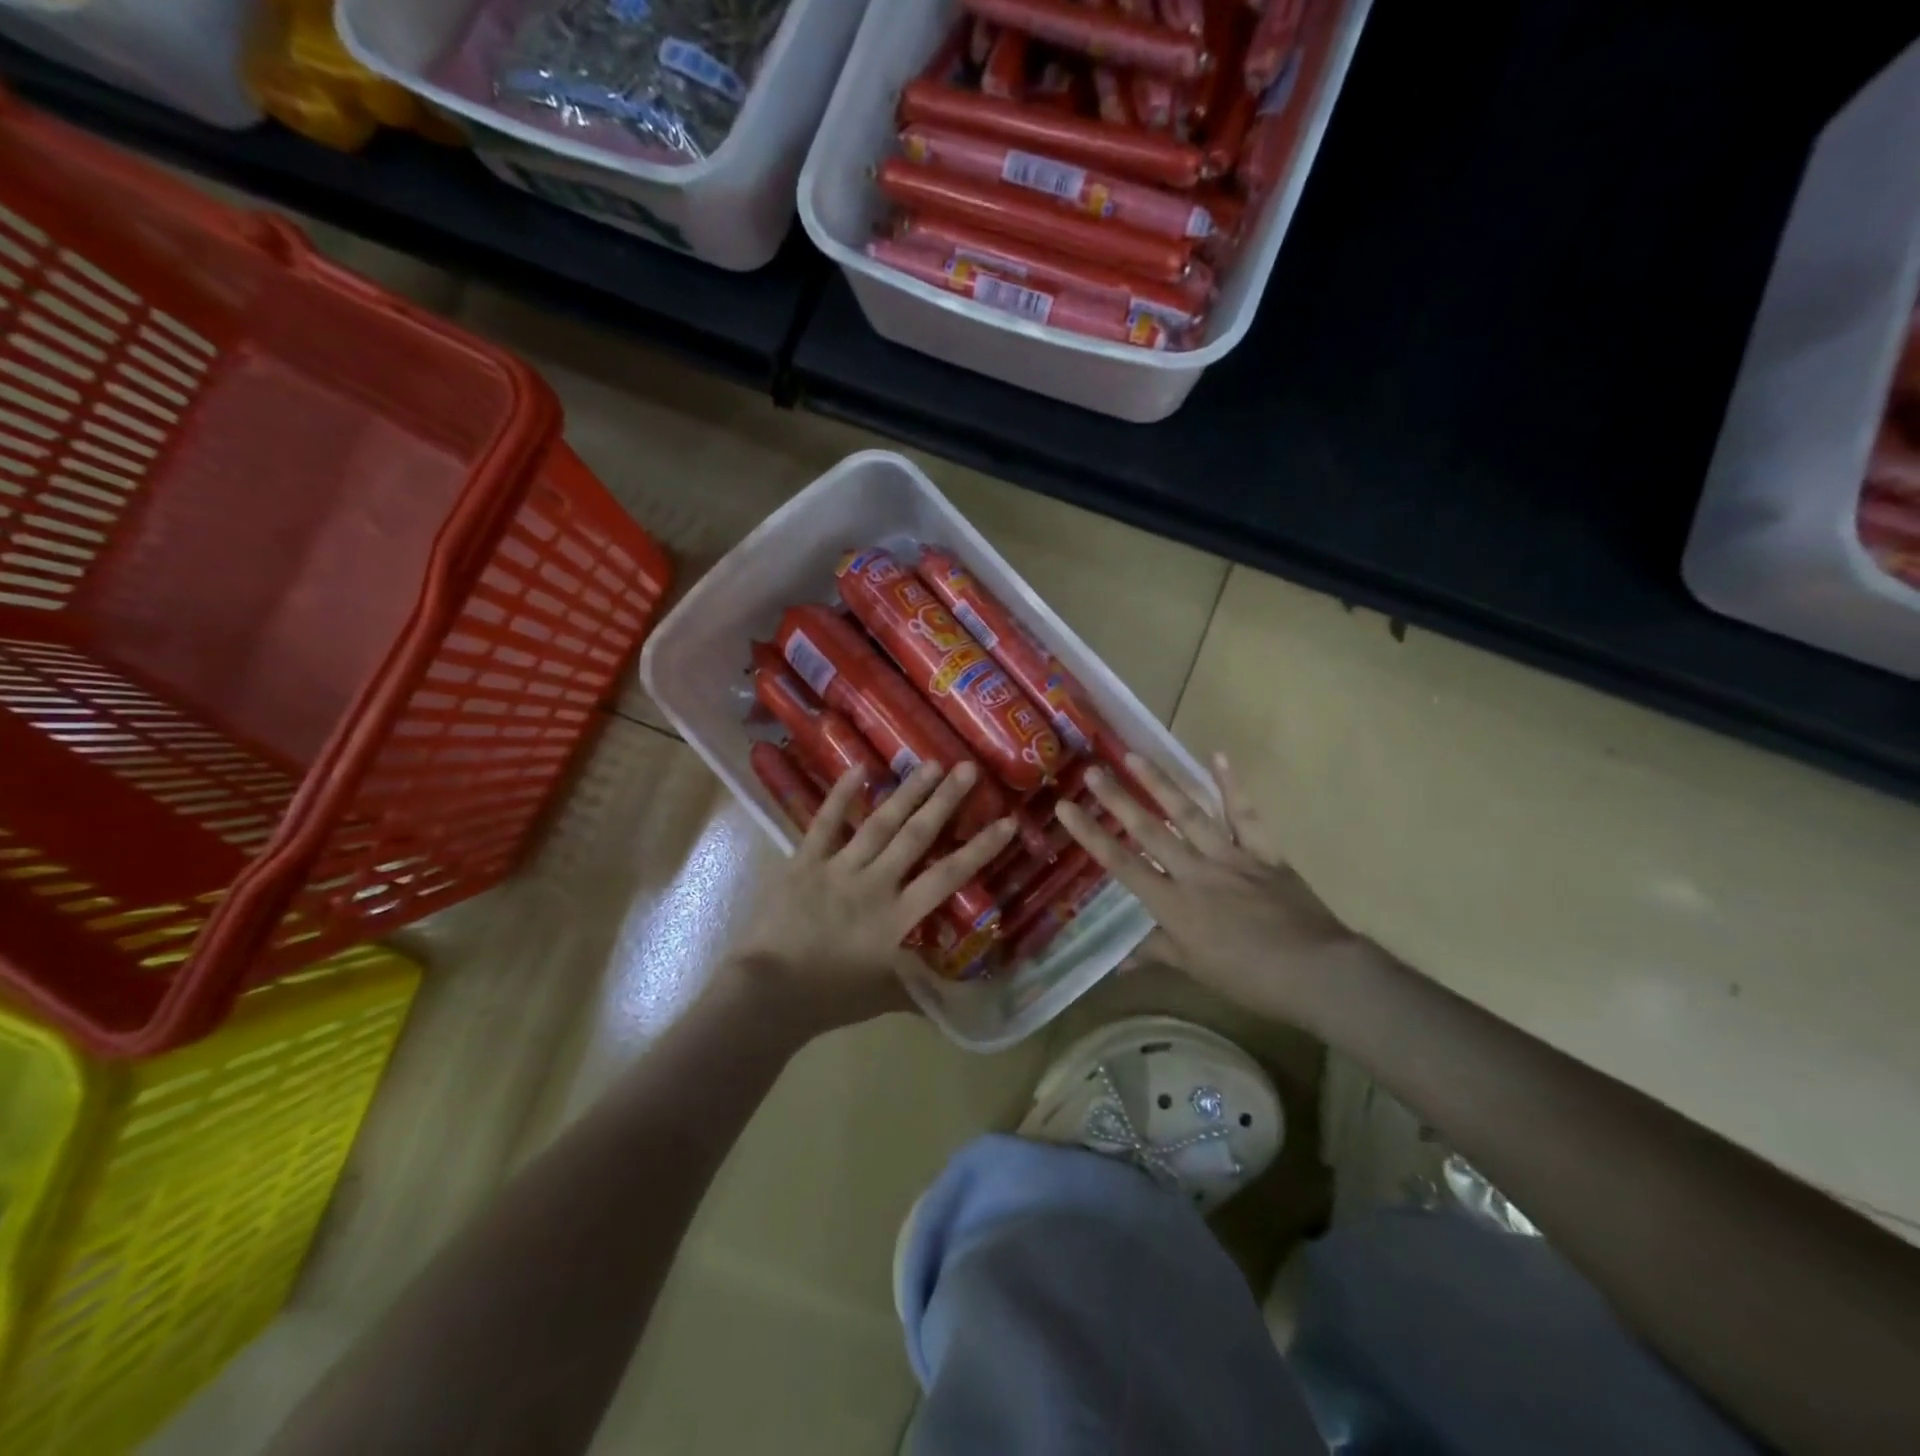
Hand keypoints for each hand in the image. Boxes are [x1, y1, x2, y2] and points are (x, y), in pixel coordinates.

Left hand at [728, 759, 1016, 1037]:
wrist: (766, 994)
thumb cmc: (827, 998)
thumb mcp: (882, 996)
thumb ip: (916, 987)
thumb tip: (951, 997)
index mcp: (898, 917)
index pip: (948, 876)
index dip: (980, 848)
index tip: (1006, 821)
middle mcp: (875, 884)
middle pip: (917, 836)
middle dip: (945, 800)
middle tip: (967, 768)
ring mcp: (838, 868)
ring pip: (879, 823)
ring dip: (907, 793)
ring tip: (930, 764)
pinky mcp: (804, 862)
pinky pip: (825, 823)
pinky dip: (841, 795)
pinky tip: (859, 767)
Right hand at [1055, 752, 1365, 1032]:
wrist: (1317, 972)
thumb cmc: (1249, 978)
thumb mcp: (1196, 970)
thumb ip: (1156, 953)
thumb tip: (1117, 961)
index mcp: (1174, 904)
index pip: (1122, 864)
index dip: (1091, 836)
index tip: (1066, 808)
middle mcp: (1195, 872)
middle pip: (1150, 830)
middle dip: (1117, 800)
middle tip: (1092, 770)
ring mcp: (1230, 856)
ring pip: (1189, 814)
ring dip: (1161, 783)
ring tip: (1134, 755)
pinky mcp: (1263, 852)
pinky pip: (1245, 815)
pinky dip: (1232, 786)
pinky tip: (1217, 756)